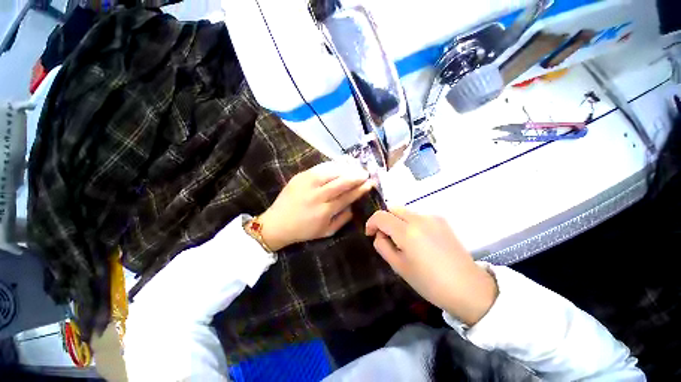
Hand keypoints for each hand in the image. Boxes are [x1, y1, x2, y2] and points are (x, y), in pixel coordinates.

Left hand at [259, 162, 374, 250]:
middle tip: (366, 173)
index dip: (360, 189)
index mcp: (325, 211)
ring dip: (346, 169)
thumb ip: (343, 219)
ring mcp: (307, 184)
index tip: (370, 184)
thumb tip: (354, 206)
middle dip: (356, 176)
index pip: (347, 197)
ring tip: (356, 167)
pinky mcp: (300, 176)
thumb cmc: (304, 230)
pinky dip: (332, 165)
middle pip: (341, 182)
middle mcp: (317, 196)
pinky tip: (341, 165)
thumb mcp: (327, 232)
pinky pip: (320, 167)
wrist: (277, 223)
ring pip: (331, 172)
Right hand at [366, 208, 497, 325]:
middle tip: (386, 237)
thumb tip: (379, 234)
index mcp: (407, 231)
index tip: (370, 234)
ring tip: (403, 240)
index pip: (381, 216)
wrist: (468, 288)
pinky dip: (410, 223)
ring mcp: (432, 217)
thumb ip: (383, 246)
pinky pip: (418, 216)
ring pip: (405, 211)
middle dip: (384, 219)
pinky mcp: (442, 220)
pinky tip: (418, 240)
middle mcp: (419, 218)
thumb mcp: (399, 267)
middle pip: (393, 208)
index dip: (371, 223)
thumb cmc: (429, 282)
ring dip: (397, 221)